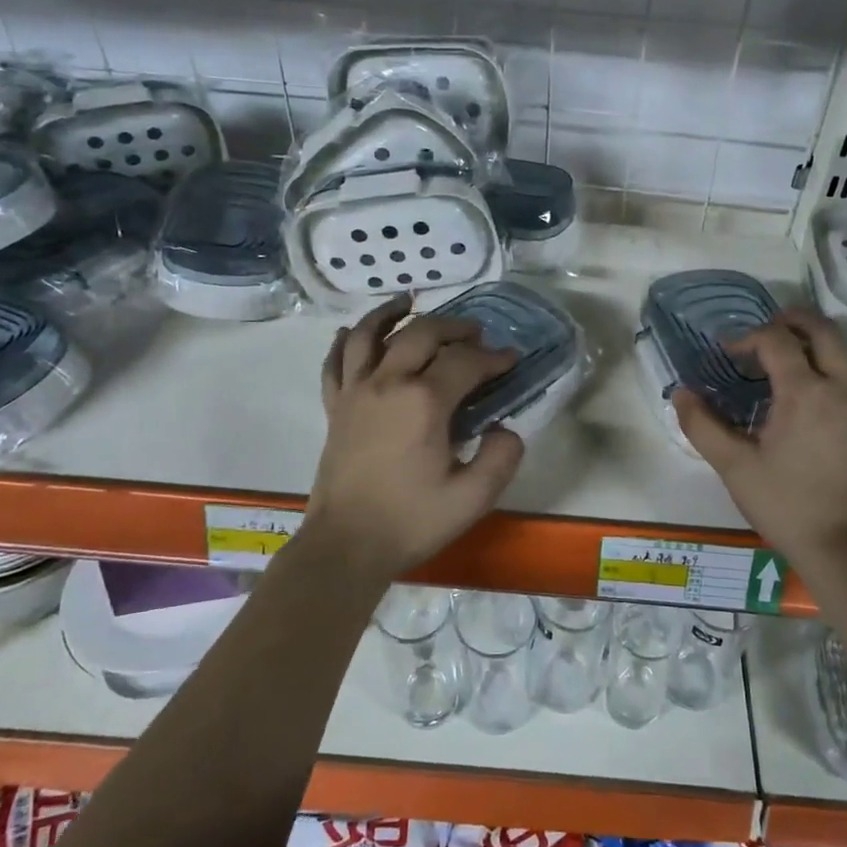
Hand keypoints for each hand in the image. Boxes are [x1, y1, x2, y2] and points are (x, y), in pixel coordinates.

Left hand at [302, 296, 524, 583]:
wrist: (347, 546)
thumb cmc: (412, 521)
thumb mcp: (473, 498)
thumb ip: (501, 457)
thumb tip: (505, 428)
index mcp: (424, 402)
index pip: (465, 362)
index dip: (493, 357)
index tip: (511, 360)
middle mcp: (387, 383)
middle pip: (421, 333)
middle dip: (454, 327)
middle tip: (475, 333)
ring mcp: (355, 392)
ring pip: (370, 334)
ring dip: (391, 313)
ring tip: (409, 300)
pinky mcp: (335, 408)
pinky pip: (335, 363)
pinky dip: (345, 342)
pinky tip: (352, 332)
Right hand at [672, 309, 846, 564]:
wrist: (844, 546)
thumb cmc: (785, 504)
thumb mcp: (734, 466)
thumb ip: (702, 425)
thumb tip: (680, 393)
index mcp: (804, 393)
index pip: (776, 340)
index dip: (747, 336)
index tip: (726, 352)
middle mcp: (838, 388)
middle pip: (823, 330)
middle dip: (792, 320)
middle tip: (763, 330)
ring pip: (845, 352)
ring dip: (815, 343)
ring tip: (785, 359)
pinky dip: (832, 367)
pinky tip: (810, 393)